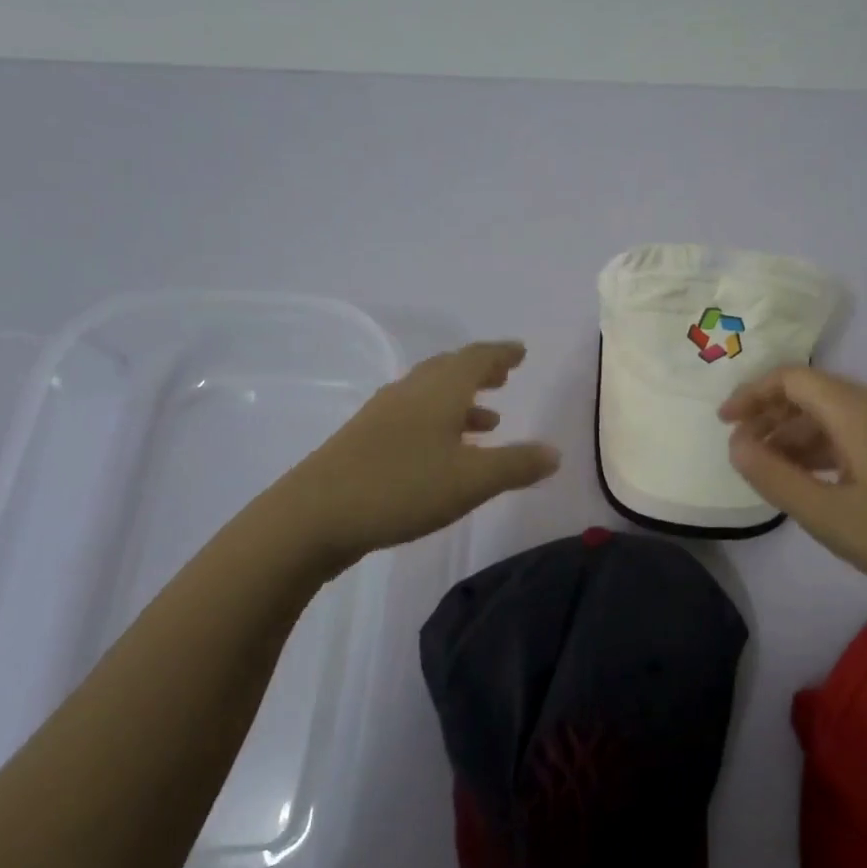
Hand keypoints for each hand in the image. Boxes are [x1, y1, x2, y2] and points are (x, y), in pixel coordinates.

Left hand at [239, 341, 559, 576]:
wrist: (312, 516)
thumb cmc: (402, 487)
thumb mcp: (472, 481)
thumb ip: (517, 465)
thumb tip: (554, 452)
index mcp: (439, 391)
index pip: (476, 358)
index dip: (501, 353)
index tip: (520, 351)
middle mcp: (411, 393)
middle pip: (450, 369)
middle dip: (480, 370)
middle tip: (504, 374)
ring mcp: (383, 415)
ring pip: (429, 394)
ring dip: (461, 400)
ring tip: (488, 420)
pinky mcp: (364, 439)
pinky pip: (413, 416)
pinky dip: (438, 421)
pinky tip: (443, 450)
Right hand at [720, 365, 866, 608]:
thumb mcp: (827, 514)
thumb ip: (774, 476)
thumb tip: (736, 444)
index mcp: (857, 408)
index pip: (791, 379)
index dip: (752, 394)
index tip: (724, 422)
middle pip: (811, 393)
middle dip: (770, 416)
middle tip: (741, 450)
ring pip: (833, 415)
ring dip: (796, 435)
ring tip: (769, 469)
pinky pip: (855, 432)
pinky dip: (823, 448)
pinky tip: (811, 479)